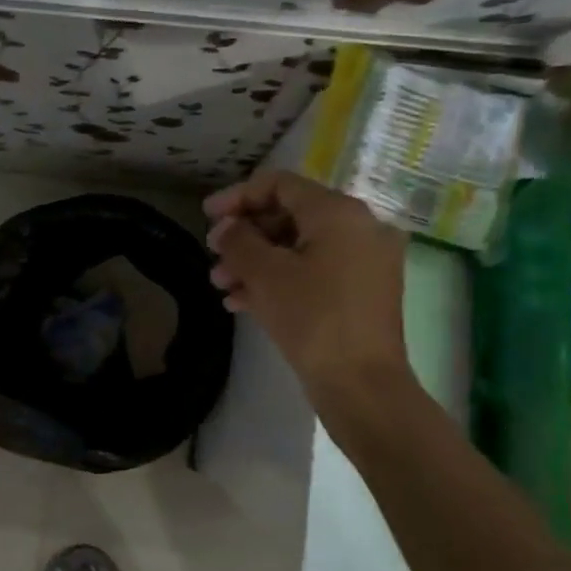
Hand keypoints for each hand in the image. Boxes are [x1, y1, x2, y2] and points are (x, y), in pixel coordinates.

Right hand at [205, 171, 415, 424]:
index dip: (238, 196)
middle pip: (289, 215)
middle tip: (213, 256)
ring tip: (220, 284)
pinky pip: (314, 271)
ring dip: (256, 261)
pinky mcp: (361, 292)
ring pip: (299, 247)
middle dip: (245, 236)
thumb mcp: (266, 275)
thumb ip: (238, 241)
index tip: (206, 217)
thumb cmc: (313, 319)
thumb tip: (224, 229)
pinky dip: (280, 280)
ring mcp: (364, 261)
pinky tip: (241, 302)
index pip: (280, 185)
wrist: (361, 385)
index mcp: (339, 212)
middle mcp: (359, 228)